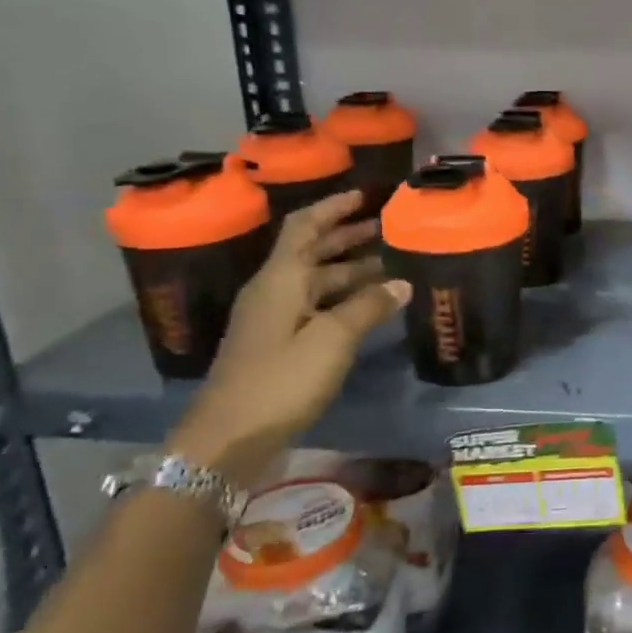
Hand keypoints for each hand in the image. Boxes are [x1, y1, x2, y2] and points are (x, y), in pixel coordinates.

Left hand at [172, 191, 408, 482]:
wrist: (229, 438)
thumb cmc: (280, 379)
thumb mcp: (332, 339)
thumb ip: (369, 307)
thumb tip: (402, 283)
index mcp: (281, 278)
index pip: (306, 226)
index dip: (333, 207)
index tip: (364, 194)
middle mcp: (275, 290)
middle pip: (313, 251)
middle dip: (348, 236)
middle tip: (387, 227)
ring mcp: (274, 319)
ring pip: (317, 282)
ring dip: (351, 270)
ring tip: (391, 265)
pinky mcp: (279, 345)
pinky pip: (316, 307)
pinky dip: (344, 299)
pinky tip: (370, 307)